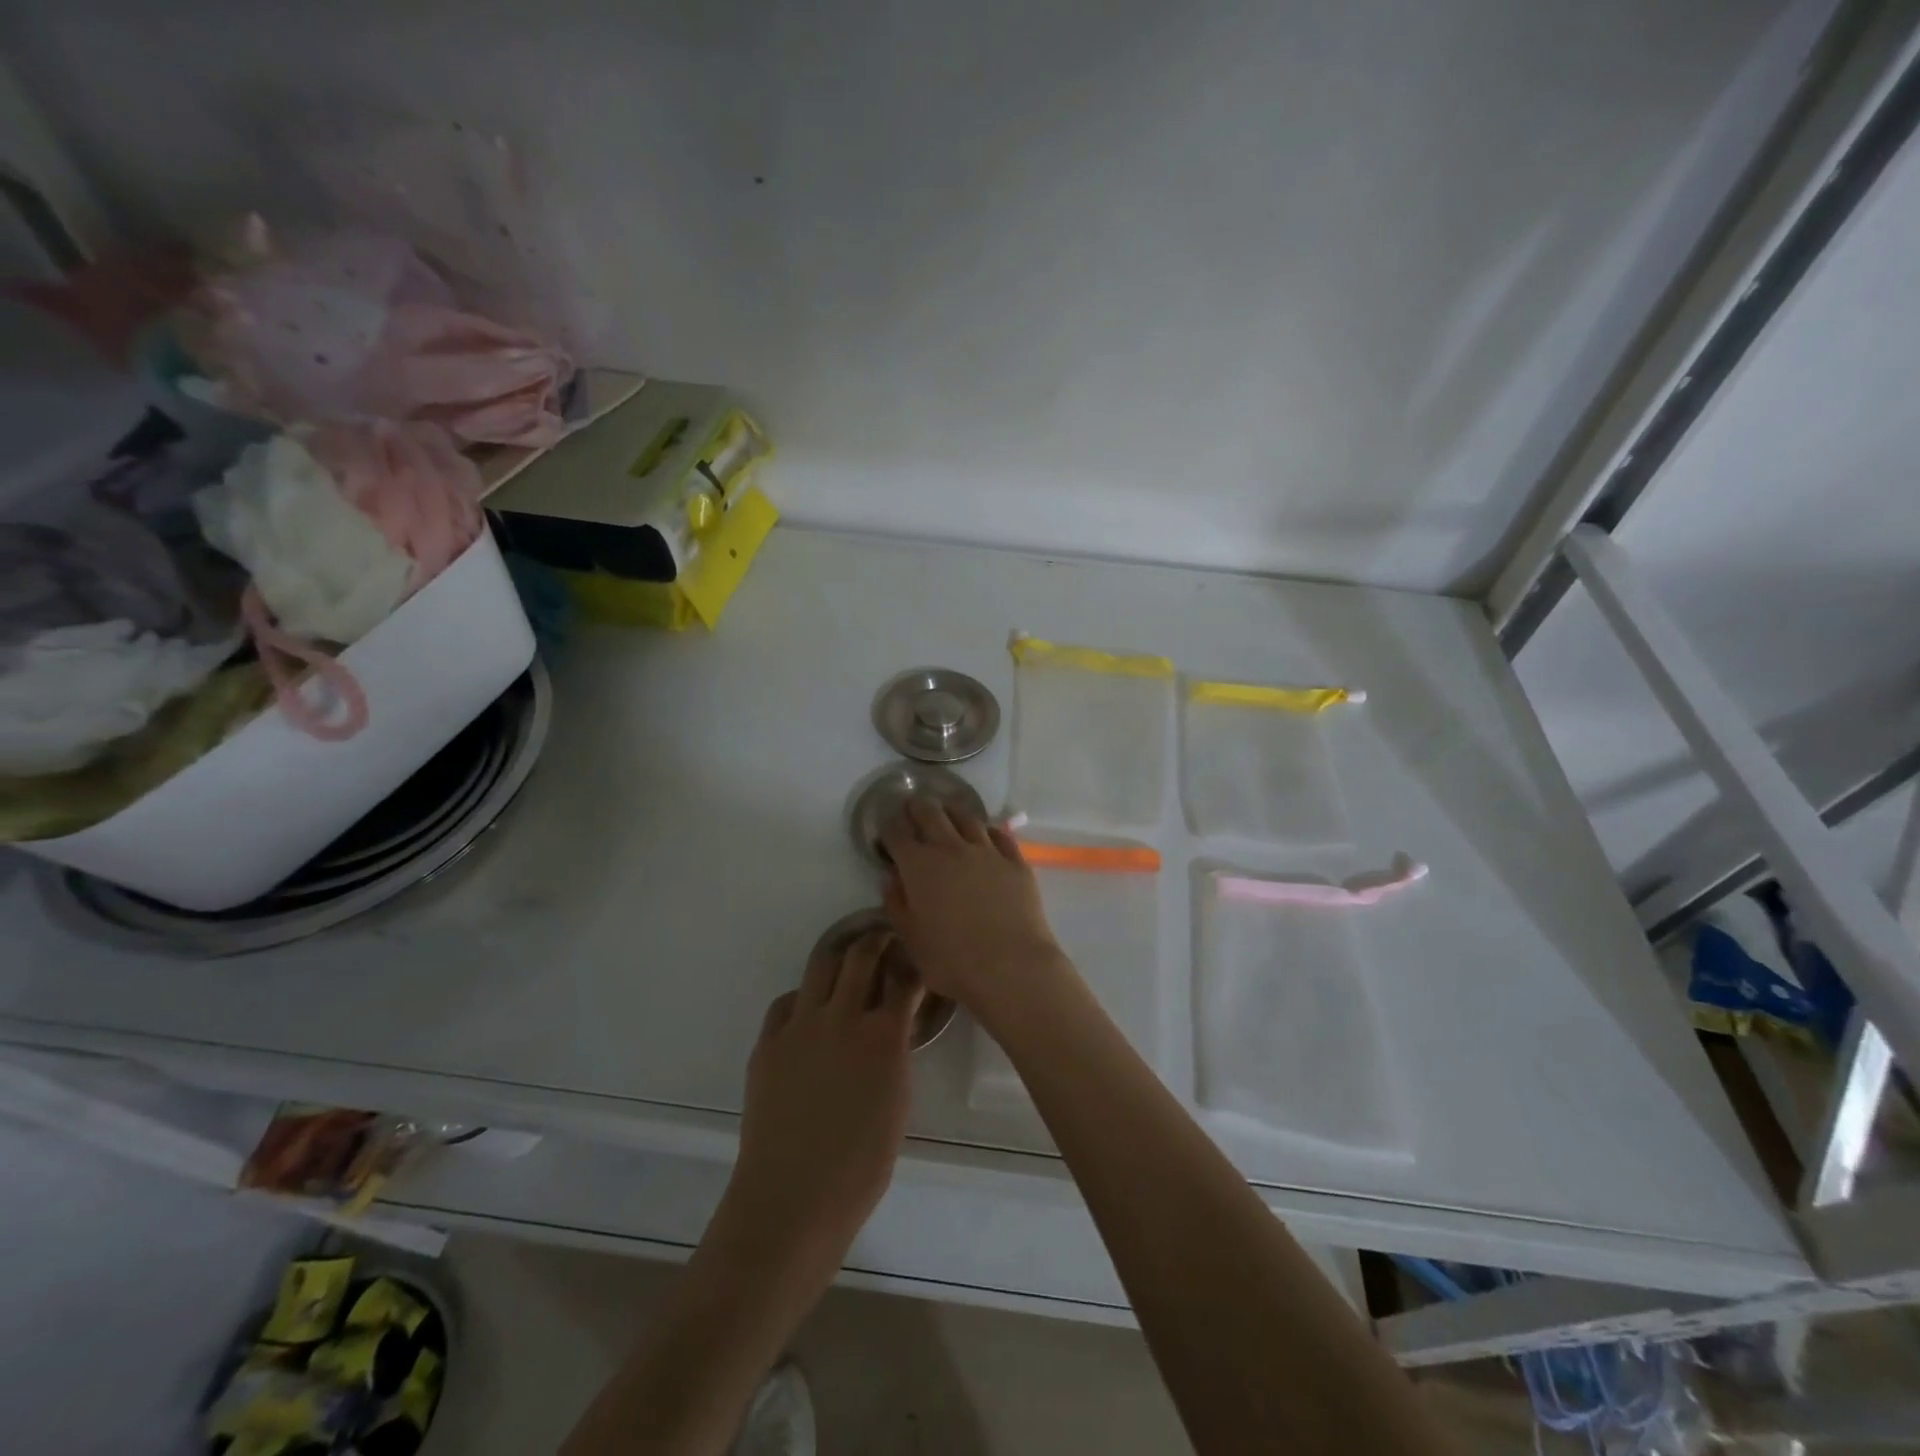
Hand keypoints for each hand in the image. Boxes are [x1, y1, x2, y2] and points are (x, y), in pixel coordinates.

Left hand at [719, 931, 922, 1297]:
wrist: (794, 1197)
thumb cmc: (860, 1164)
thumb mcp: (898, 1101)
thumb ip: (897, 1053)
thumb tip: (894, 1027)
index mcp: (882, 1035)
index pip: (904, 980)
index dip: (912, 965)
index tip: (915, 958)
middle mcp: (842, 1016)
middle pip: (860, 956)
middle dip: (876, 941)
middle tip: (883, 941)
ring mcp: (800, 1025)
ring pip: (821, 966)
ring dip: (839, 957)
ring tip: (847, 961)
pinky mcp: (768, 1041)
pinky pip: (787, 1002)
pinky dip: (803, 999)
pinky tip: (808, 1012)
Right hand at [880, 799, 1068, 1016]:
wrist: (1011, 967)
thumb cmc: (952, 960)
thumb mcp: (911, 938)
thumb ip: (897, 904)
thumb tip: (893, 878)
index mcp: (919, 866)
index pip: (897, 832)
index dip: (888, 824)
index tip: (886, 823)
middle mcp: (951, 848)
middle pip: (931, 813)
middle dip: (917, 807)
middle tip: (913, 806)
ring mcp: (987, 851)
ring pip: (966, 817)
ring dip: (952, 811)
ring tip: (947, 811)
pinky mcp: (1015, 861)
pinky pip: (1000, 835)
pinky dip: (987, 830)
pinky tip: (986, 833)